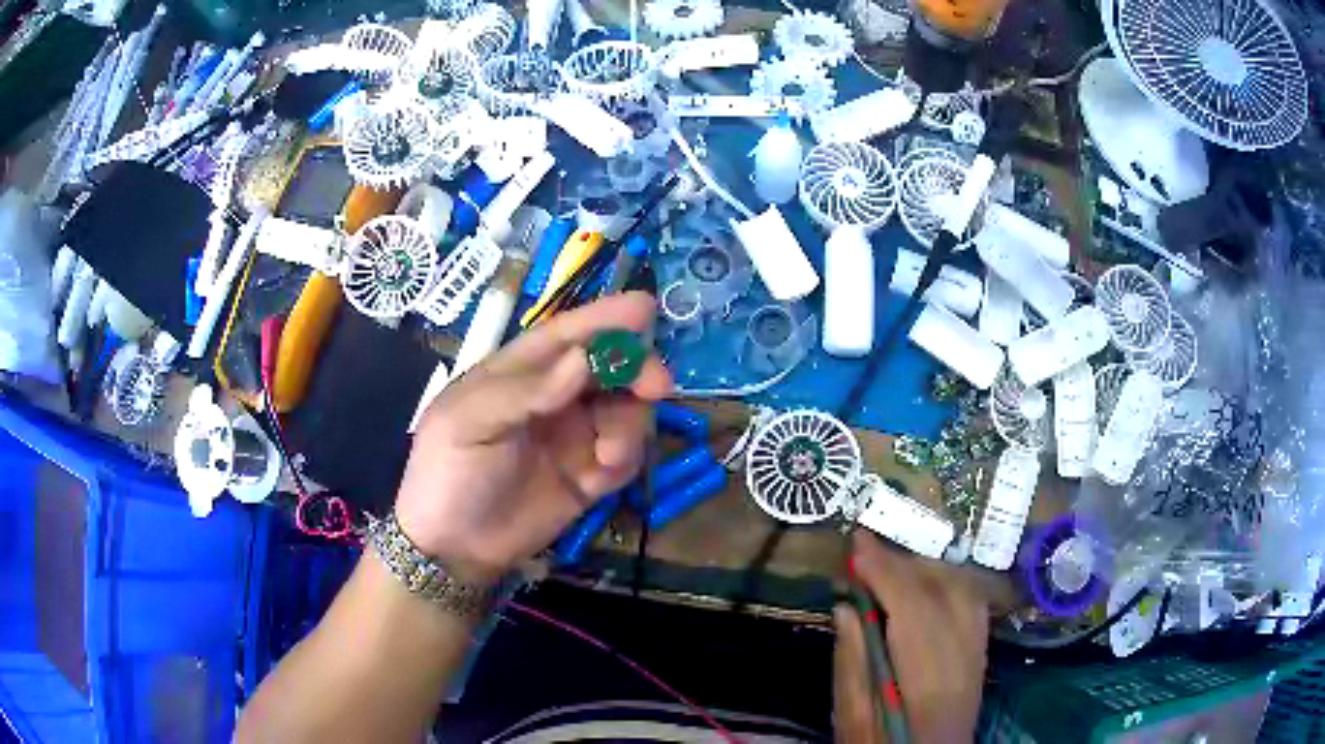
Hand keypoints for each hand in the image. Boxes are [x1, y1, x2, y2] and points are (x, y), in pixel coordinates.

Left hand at [394, 293, 671, 583]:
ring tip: (610, 456)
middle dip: (638, 369)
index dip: (605, 318)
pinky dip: (627, 458)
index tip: (646, 308)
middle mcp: (554, 396)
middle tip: (657, 387)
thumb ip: (526, 391)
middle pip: (609, 367)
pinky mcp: (591, 475)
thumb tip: (583, 359)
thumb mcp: (469, 422)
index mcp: (519, 371)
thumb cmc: (449, 471)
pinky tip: (603, 475)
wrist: (455, 548)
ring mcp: (575, 436)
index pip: (568, 334)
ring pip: (626, 410)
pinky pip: (627, 455)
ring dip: (631, 425)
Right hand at [834, 532, 989, 742]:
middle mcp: (963, 659)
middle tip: (865, 550)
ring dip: (925, 569)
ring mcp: (978, 654)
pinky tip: (925, 583)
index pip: (911, 607)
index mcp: (927, 680)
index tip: (856, 543)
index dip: (884, 571)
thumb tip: (845, 607)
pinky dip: (947, 581)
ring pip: (962, 590)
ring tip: (889, 566)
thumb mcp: (852, 718)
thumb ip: (851, 663)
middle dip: (902, 564)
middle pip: (942, 591)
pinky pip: (972, 601)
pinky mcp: (981, 653)